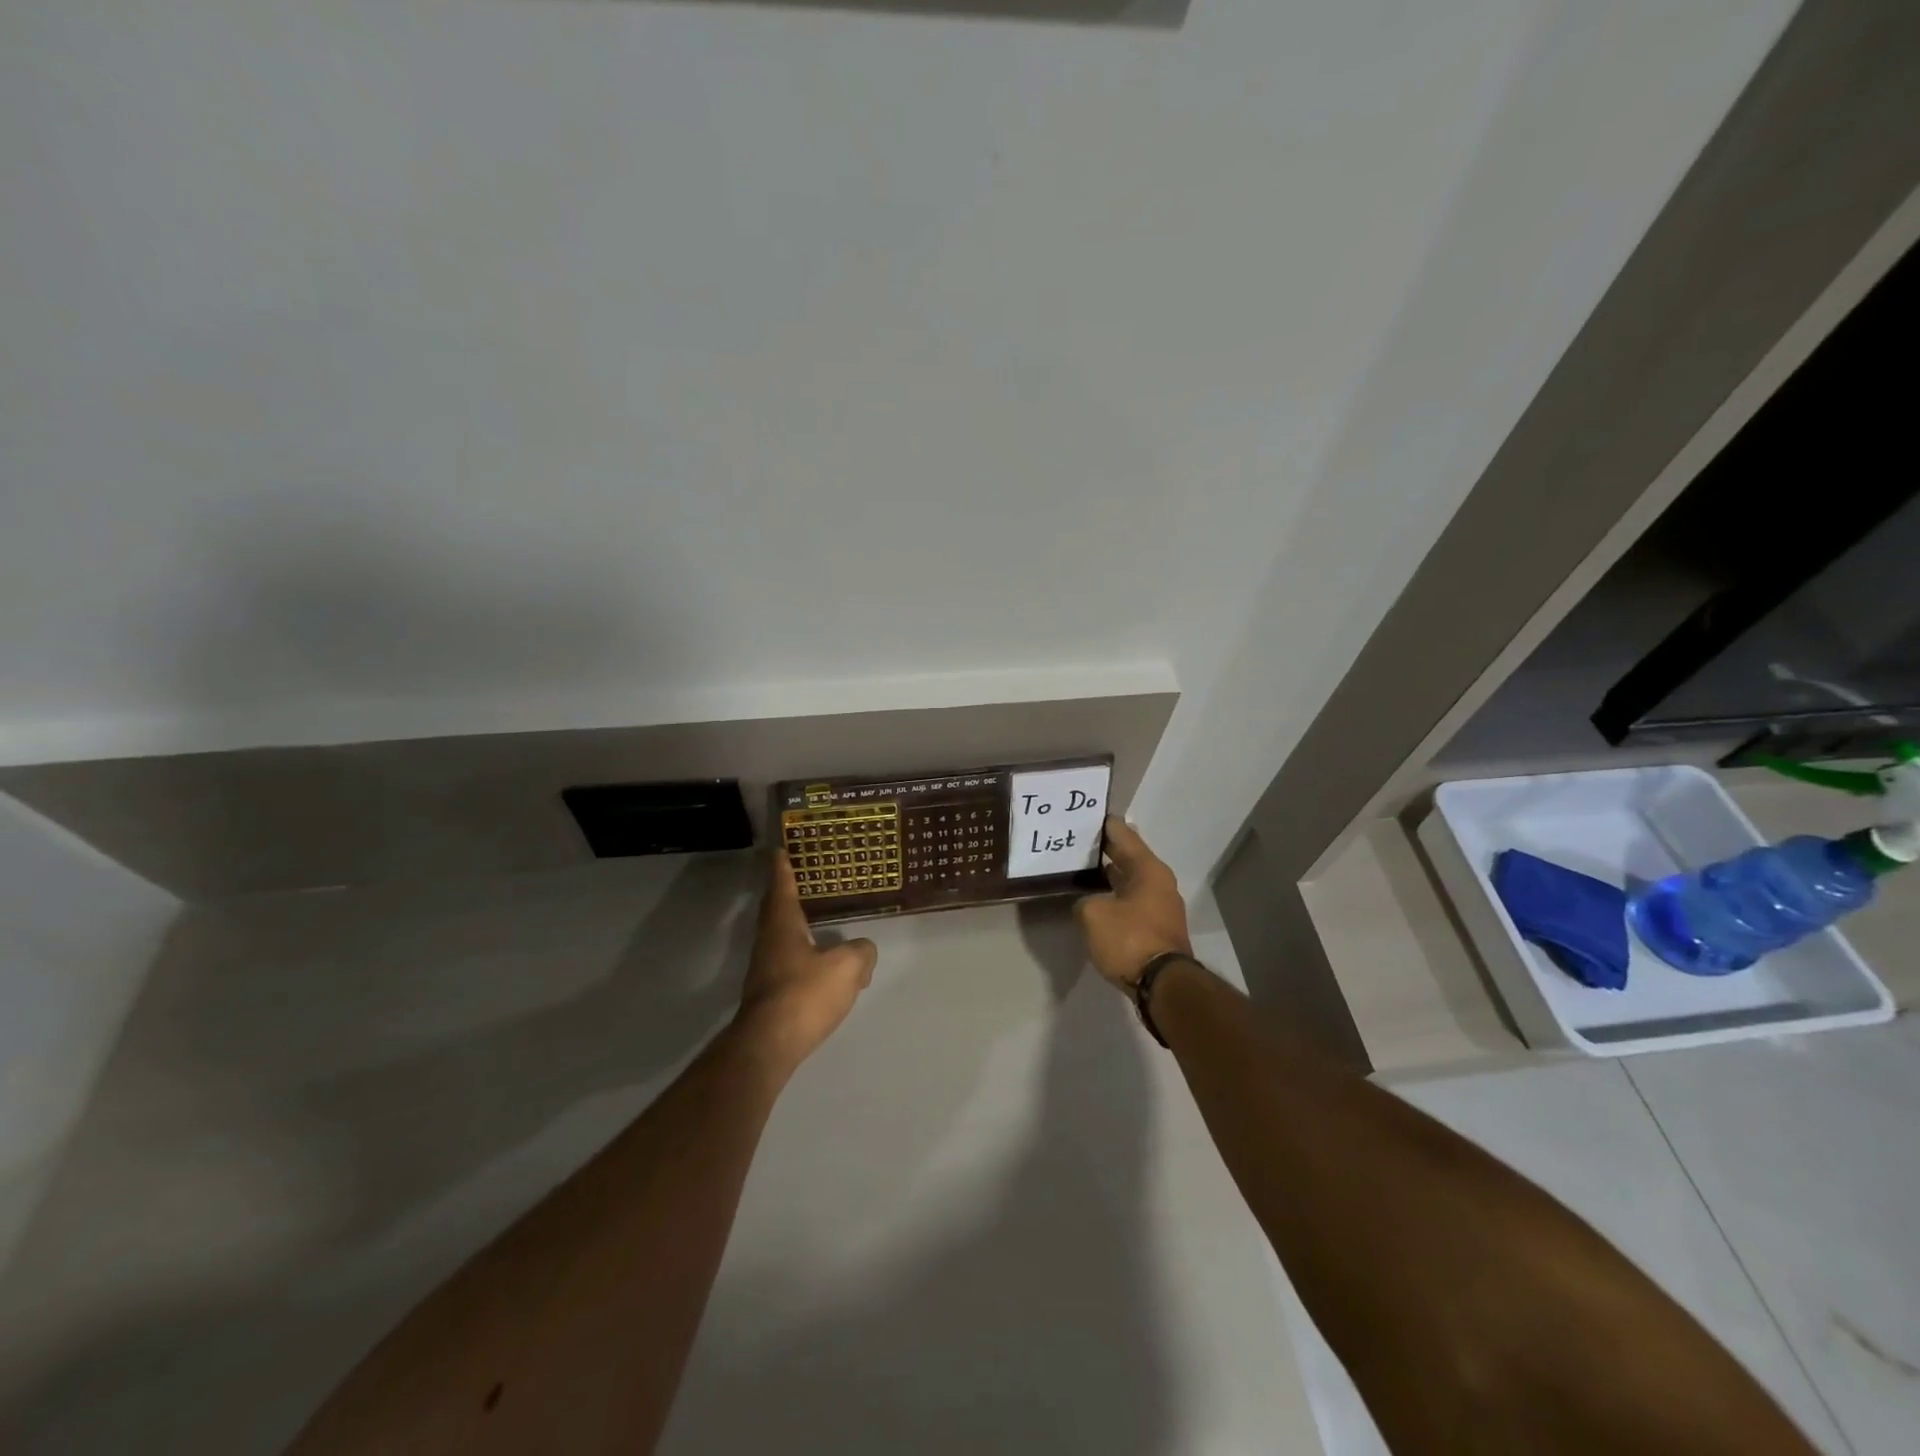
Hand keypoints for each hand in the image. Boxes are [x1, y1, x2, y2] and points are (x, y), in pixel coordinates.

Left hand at [733, 852, 877, 1075]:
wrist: (770, 1044)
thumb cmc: (805, 993)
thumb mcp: (846, 967)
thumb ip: (861, 952)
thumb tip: (863, 949)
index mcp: (783, 925)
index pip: (781, 887)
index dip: (783, 868)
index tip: (779, 851)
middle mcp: (768, 942)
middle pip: (775, 911)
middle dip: (784, 894)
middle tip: (798, 879)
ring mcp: (765, 970)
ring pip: (781, 939)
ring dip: (794, 927)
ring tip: (815, 921)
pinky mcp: (769, 995)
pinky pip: (787, 964)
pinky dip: (802, 956)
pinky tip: (820, 967)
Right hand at [1075, 818, 1192, 989]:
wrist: (1162, 985)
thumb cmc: (1129, 939)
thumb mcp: (1093, 914)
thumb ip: (1085, 901)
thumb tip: (1090, 904)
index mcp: (1148, 869)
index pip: (1123, 834)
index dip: (1104, 825)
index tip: (1086, 815)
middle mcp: (1158, 882)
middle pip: (1128, 857)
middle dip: (1104, 850)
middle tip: (1076, 842)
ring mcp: (1160, 906)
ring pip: (1129, 881)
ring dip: (1109, 876)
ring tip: (1080, 869)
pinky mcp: (1156, 928)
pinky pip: (1131, 902)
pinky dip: (1114, 896)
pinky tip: (1095, 898)